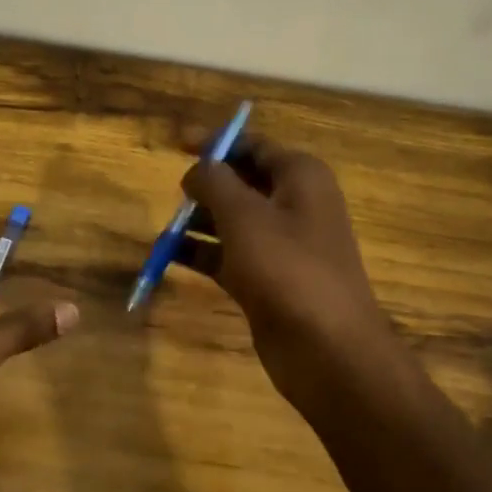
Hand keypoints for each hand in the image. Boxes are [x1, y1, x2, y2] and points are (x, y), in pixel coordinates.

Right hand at [180, 137, 397, 403]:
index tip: (176, 142)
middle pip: (242, 182)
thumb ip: (214, 182)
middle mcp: (295, 205)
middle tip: (172, 191)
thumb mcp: (243, 215)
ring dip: (199, 221)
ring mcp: (283, 245)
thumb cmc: (286, 268)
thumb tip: (198, 167)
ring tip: (164, 227)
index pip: (254, 145)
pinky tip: (169, 255)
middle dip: (206, 185)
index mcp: (300, 177)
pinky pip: (229, 254)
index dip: (216, 142)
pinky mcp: (268, 279)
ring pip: (233, 220)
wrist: (326, 349)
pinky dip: (202, 252)